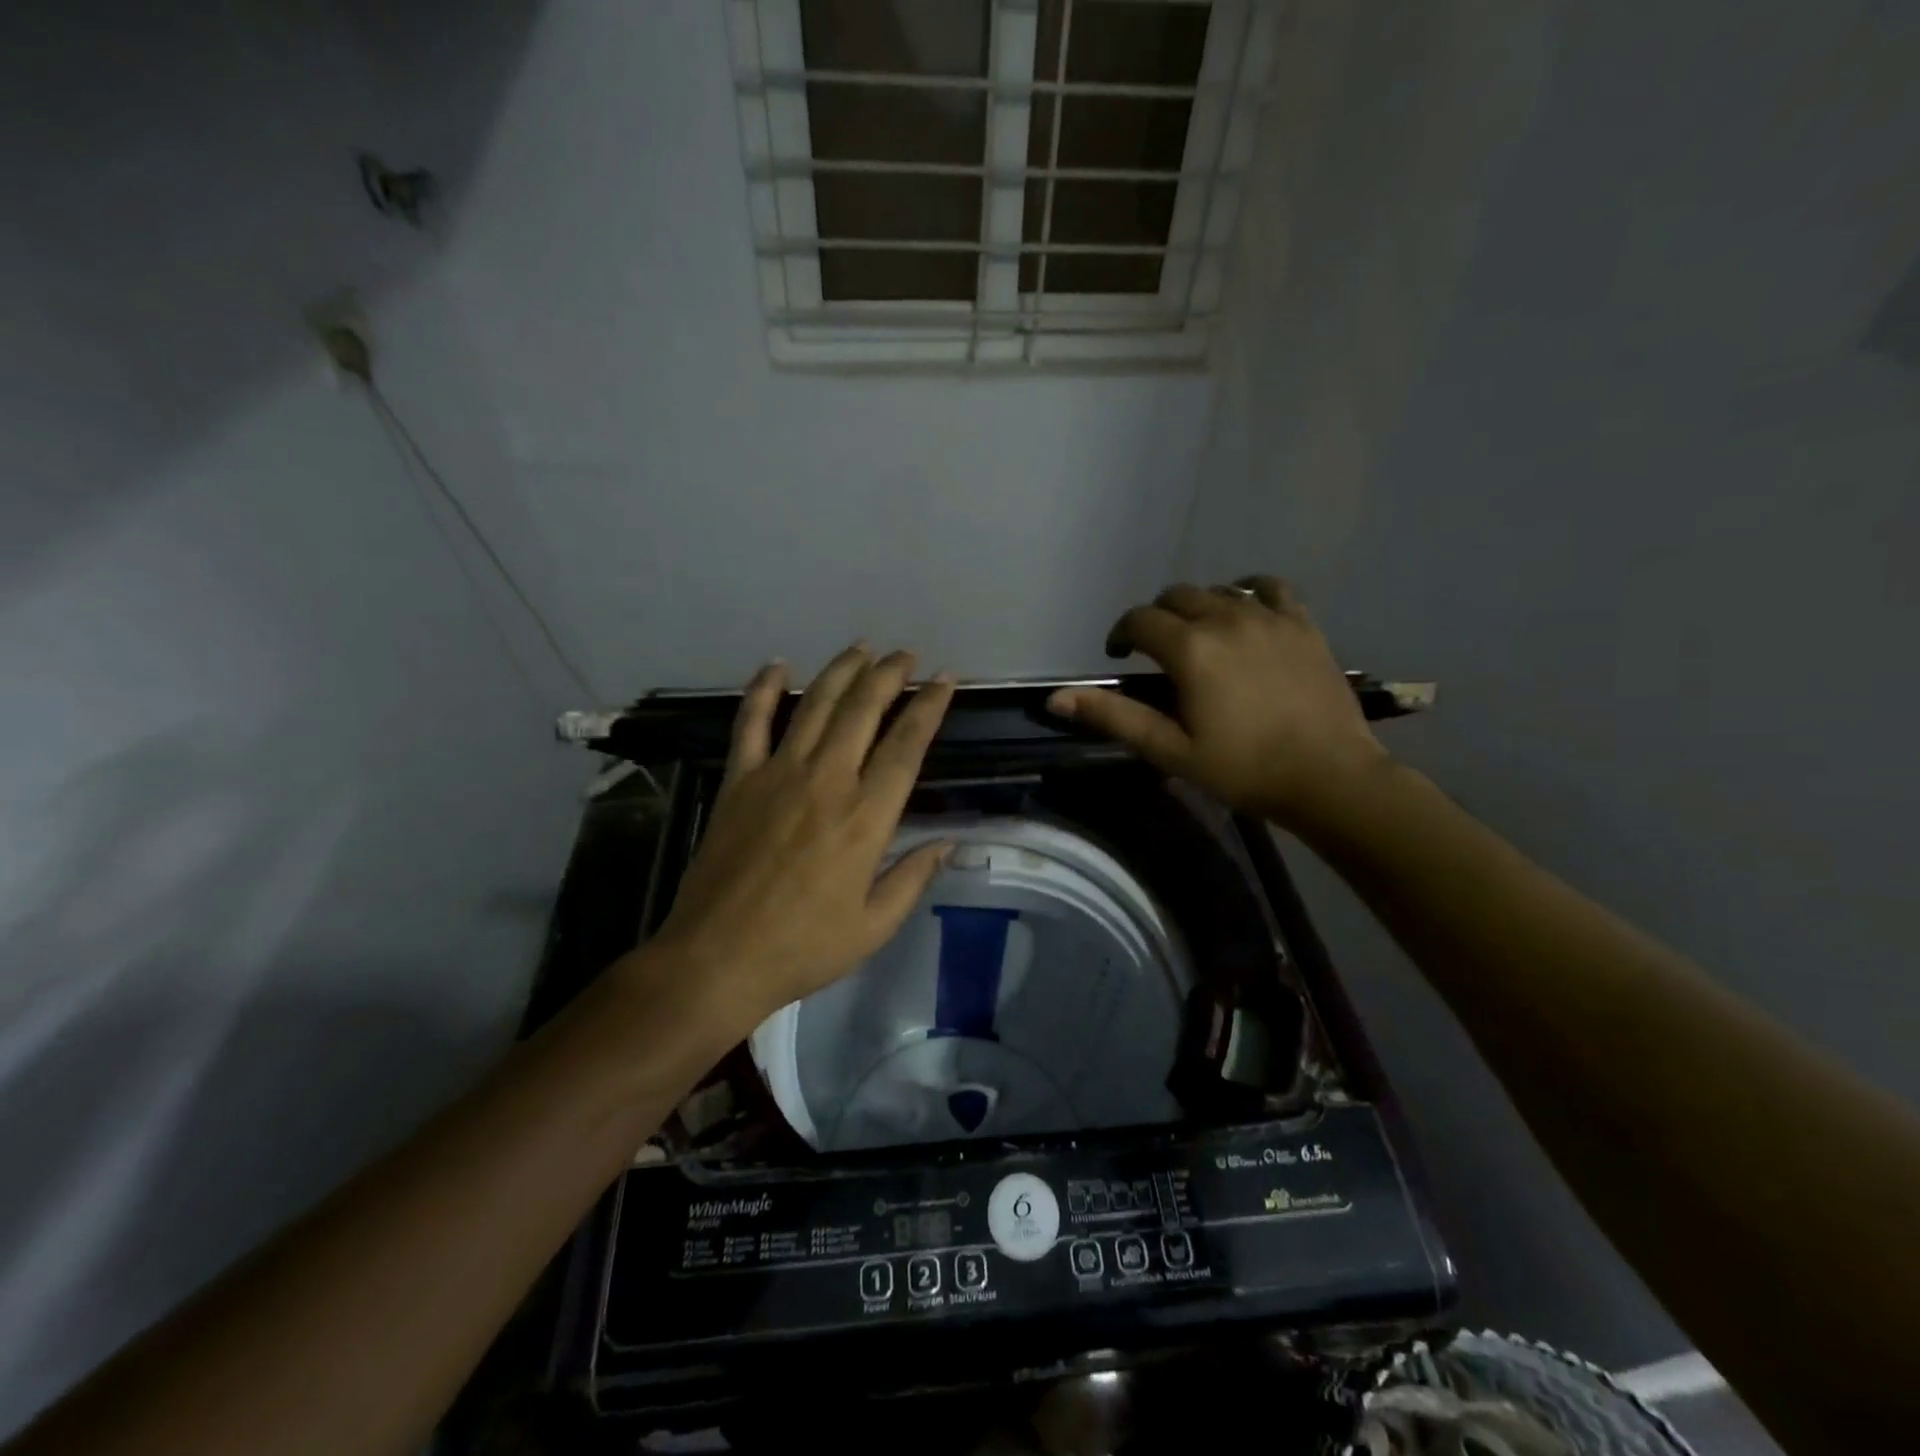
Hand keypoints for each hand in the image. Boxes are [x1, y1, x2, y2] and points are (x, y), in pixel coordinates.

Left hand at [644, 646, 956, 1038]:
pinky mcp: (738, 780)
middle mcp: (826, 780)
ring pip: (815, 705)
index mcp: (865, 817)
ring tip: (862, 648)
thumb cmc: (803, 947)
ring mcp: (777, 774)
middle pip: (863, 709)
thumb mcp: (874, 925)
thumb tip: (950, 842)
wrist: (717, 958)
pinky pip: (750, 722)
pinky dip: (762, 690)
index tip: (945, 681)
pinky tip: (777, 666)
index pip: (906, 745)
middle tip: (907, 655)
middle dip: (890, 674)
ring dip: (841, 670)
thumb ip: (914, 877)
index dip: (929, 706)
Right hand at [1047, 576, 1388, 828]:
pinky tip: (1246, 609)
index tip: (1120, 655)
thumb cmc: (1242, 769)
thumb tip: (1056, 699)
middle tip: (1159, 652)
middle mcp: (1225, 619)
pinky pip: (1270, 587)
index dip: (1121, 634)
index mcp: (1189, 649)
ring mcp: (1268, 617)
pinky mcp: (1302, 623)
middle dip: (1157, 618)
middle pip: (1176, 597)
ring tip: (1200, 637)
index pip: (1139, 620)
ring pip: (1218, 590)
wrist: (1328, 776)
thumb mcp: (1170, 749)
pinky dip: (1250, 591)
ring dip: (1198, 607)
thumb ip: (1114, 716)